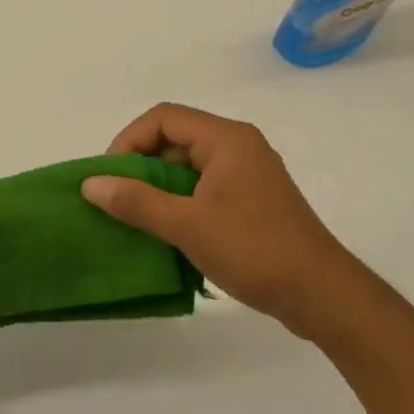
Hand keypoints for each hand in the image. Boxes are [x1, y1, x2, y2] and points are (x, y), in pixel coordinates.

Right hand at [82, 103, 352, 335]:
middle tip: (118, 197)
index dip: (129, 140)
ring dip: (159, 185)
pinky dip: (180, 200)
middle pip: (175, 137)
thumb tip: (90, 185)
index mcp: (226, 138)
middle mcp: (238, 145)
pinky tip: (167, 229)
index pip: (163, 117)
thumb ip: (136, 201)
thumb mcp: (186, 225)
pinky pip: (204, 185)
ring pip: (188, 164)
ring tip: (136, 216)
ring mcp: (248, 173)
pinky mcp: (252, 199)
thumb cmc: (254, 249)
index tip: (110, 176)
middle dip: (141, 164)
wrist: (323, 296)